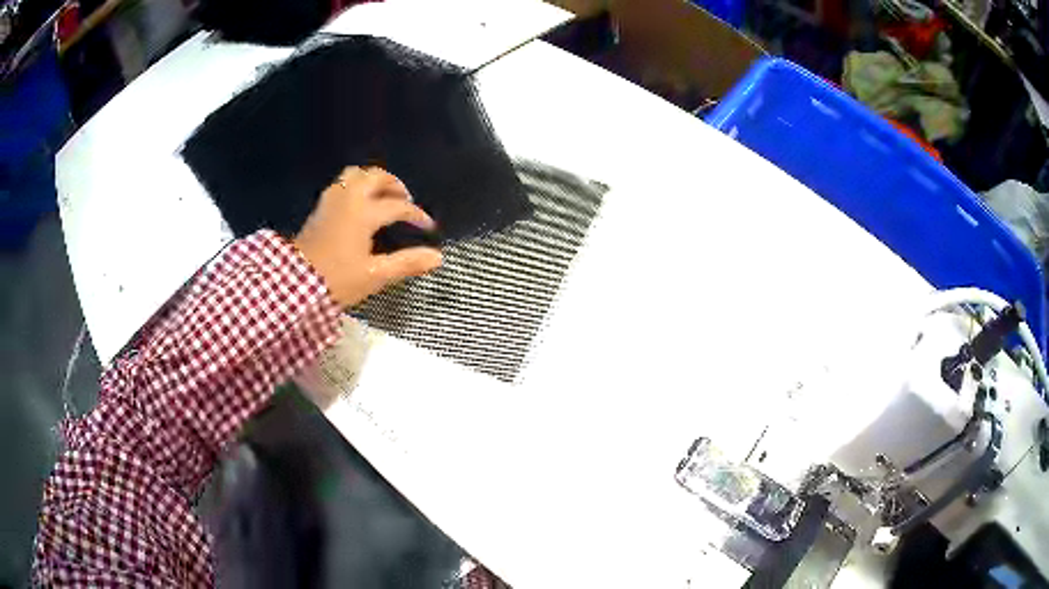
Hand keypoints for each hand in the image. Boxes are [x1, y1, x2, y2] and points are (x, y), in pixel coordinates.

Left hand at [294, 167, 442, 306]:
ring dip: (373, 180)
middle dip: (395, 185)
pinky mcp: (320, 207)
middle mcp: (348, 198)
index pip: (397, 206)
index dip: (416, 214)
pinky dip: (357, 185)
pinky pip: (342, 183)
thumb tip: (438, 257)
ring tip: (382, 196)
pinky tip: (360, 204)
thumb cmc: (337, 280)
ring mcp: (331, 200)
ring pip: (356, 174)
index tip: (428, 227)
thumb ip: (407, 263)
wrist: (294, 284)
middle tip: (405, 200)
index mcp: (363, 212)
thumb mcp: (375, 275)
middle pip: (376, 177)